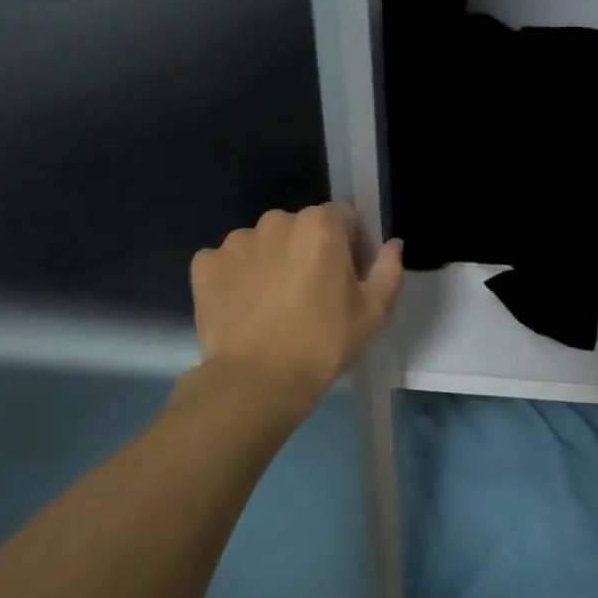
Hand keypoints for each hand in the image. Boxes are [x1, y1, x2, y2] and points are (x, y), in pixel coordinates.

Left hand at [190, 205, 403, 408]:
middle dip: (311, 252)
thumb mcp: (374, 312)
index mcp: (320, 226)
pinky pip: (229, 263)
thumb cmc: (325, 343)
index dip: (353, 246)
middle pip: (302, 228)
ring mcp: (236, 242)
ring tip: (277, 305)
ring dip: (274, 263)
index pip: (345, 218)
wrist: (258, 379)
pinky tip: (248, 308)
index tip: (351, 279)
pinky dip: (239, 278)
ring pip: (264, 244)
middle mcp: (276, 222)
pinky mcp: (205, 265)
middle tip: (314, 296)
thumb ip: (389, 270)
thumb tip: (392, 245)